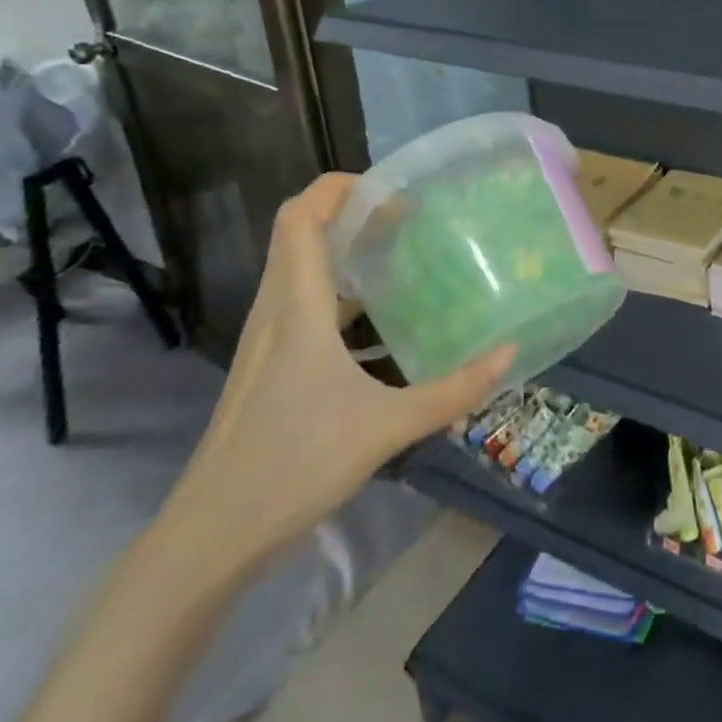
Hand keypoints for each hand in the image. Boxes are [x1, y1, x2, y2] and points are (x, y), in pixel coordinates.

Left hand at [162, 174, 510, 578]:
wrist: (211, 534)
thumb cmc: (295, 465)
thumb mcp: (387, 427)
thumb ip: (453, 390)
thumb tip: (510, 353)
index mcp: (297, 308)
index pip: (301, 217)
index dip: (339, 187)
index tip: (393, 189)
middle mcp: (276, 310)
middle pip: (300, 231)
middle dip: (351, 210)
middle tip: (409, 214)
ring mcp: (267, 338)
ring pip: (299, 265)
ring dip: (343, 247)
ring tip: (399, 252)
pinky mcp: (267, 363)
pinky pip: (301, 300)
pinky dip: (337, 287)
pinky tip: (377, 318)